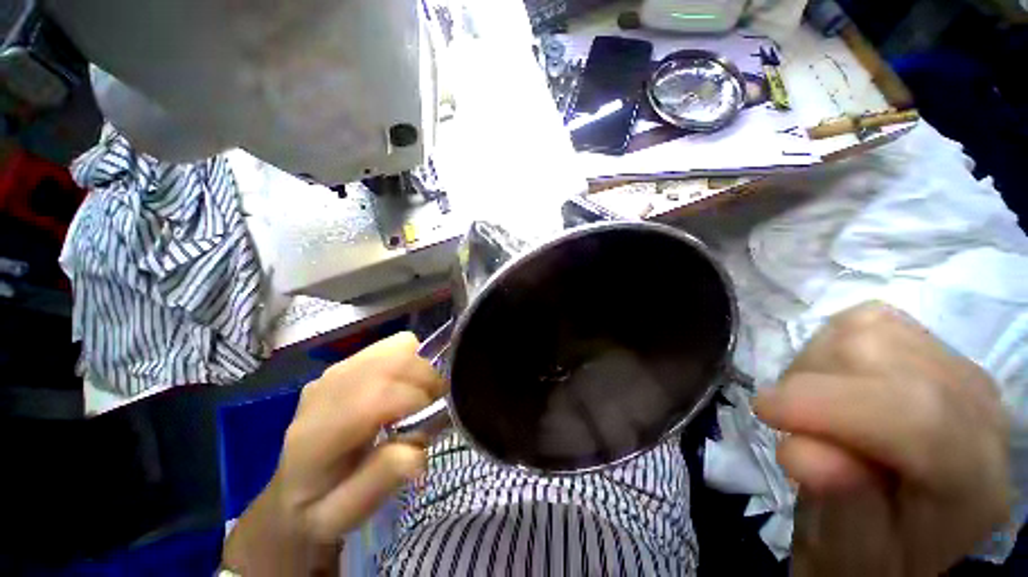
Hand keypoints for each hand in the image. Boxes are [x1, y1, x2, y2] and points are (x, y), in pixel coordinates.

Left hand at [223, 332, 445, 574]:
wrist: (289, 491)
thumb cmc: (319, 509)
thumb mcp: (343, 516)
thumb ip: (381, 481)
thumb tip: (417, 450)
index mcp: (318, 433)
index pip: (378, 396)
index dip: (417, 402)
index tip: (434, 421)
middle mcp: (326, 389)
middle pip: (394, 362)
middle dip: (427, 381)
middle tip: (434, 408)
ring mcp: (337, 369)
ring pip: (398, 346)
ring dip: (421, 369)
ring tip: (420, 396)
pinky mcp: (349, 362)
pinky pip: (394, 345)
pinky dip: (411, 359)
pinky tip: (405, 385)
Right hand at [754, 303, 1012, 576]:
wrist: (901, 522)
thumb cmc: (869, 551)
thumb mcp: (846, 551)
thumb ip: (838, 502)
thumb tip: (802, 451)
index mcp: (973, 485)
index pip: (919, 418)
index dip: (830, 407)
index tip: (762, 412)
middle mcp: (981, 412)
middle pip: (881, 356)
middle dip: (810, 385)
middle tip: (794, 425)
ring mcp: (958, 368)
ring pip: (864, 330)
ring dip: (814, 367)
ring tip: (814, 409)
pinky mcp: (929, 345)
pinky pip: (864, 320)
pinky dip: (828, 348)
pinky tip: (833, 384)